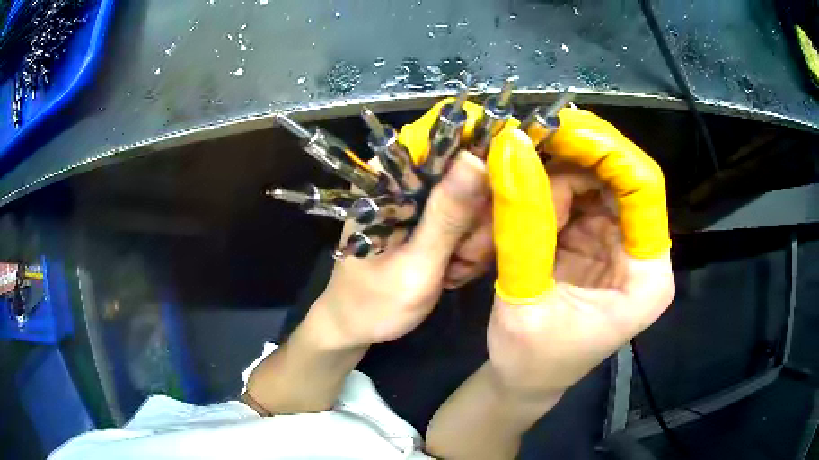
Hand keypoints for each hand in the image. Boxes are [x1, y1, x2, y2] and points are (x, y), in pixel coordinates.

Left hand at [310, 99, 495, 347]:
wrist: (354, 327)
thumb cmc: (375, 303)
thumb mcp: (416, 265)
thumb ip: (446, 217)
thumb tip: (475, 159)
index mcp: (387, 180)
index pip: (442, 145)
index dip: (476, 169)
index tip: (482, 213)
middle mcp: (401, 181)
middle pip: (465, 175)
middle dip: (473, 222)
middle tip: (460, 261)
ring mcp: (415, 201)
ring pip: (470, 201)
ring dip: (470, 241)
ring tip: (451, 272)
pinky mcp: (424, 219)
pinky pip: (464, 220)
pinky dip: (465, 248)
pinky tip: (451, 270)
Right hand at [485, 108, 675, 396]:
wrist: (524, 381)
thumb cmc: (529, 360)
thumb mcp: (522, 299)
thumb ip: (522, 225)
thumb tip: (511, 148)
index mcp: (646, 278)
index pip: (644, 190)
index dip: (606, 151)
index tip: (557, 128)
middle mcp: (641, 254)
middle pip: (618, 178)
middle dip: (572, 157)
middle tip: (523, 141)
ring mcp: (618, 244)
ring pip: (592, 181)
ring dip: (551, 176)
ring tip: (510, 189)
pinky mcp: (594, 241)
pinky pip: (574, 197)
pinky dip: (544, 191)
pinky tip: (518, 203)